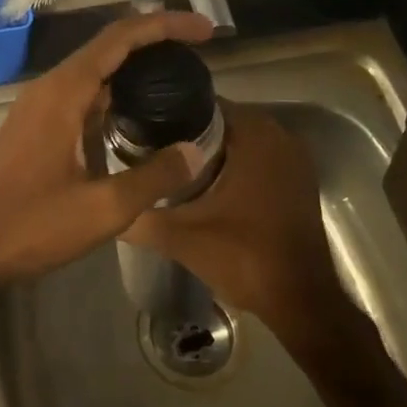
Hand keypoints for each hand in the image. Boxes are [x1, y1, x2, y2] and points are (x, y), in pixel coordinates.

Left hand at [0, 10, 214, 312]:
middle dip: (154, 41)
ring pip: (93, 71)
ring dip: (133, 67)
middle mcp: (49, 88)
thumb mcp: (103, 208)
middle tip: (199, 51)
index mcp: (64, 92)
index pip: (120, 38)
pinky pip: (80, 94)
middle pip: (107, 47)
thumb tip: (194, 152)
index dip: (164, 25)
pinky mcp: (34, 126)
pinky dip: (113, 93)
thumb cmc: (31, 225)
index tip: (205, 30)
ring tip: (177, 77)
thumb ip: (153, 177)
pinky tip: (137, 115)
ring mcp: (38, 106)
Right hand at [123, 102, 371, 349]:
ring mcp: (293, 158)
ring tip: (166, 166)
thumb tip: (106, 202)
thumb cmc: (245, 257)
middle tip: (147, 151)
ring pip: (237, 141)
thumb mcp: (181, 237)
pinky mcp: (296, 180)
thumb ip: (139, 216)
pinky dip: (231, 165)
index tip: (139, 130)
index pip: (201, 104)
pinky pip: (256, 158)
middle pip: (218, 121)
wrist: (301, 301)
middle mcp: (279, 135)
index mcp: (255, 134)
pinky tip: (202, 186)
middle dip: (184, 135)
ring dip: (207, 151)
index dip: (167, 116)